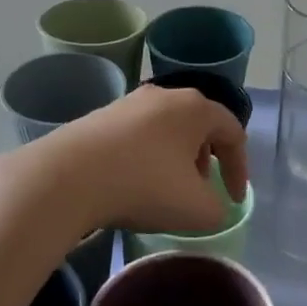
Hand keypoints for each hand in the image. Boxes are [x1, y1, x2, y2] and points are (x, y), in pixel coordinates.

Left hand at [31, 85, 249, 235]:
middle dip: (207, 160)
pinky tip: (132, 183)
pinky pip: (137, 135)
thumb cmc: (144, 186)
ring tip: (167, 189)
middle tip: (202, 190)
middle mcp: (165, 95)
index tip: (233, 200)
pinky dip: (146, 157)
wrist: (66, 178)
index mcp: (196, 108)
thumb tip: (211, 206)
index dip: (240, 169)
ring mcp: (129, 103)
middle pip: (200, 126)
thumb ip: (217, 209)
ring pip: (167, 129)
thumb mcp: (196, 210)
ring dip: (176, 158)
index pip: (234, 133)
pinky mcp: (100, 116)